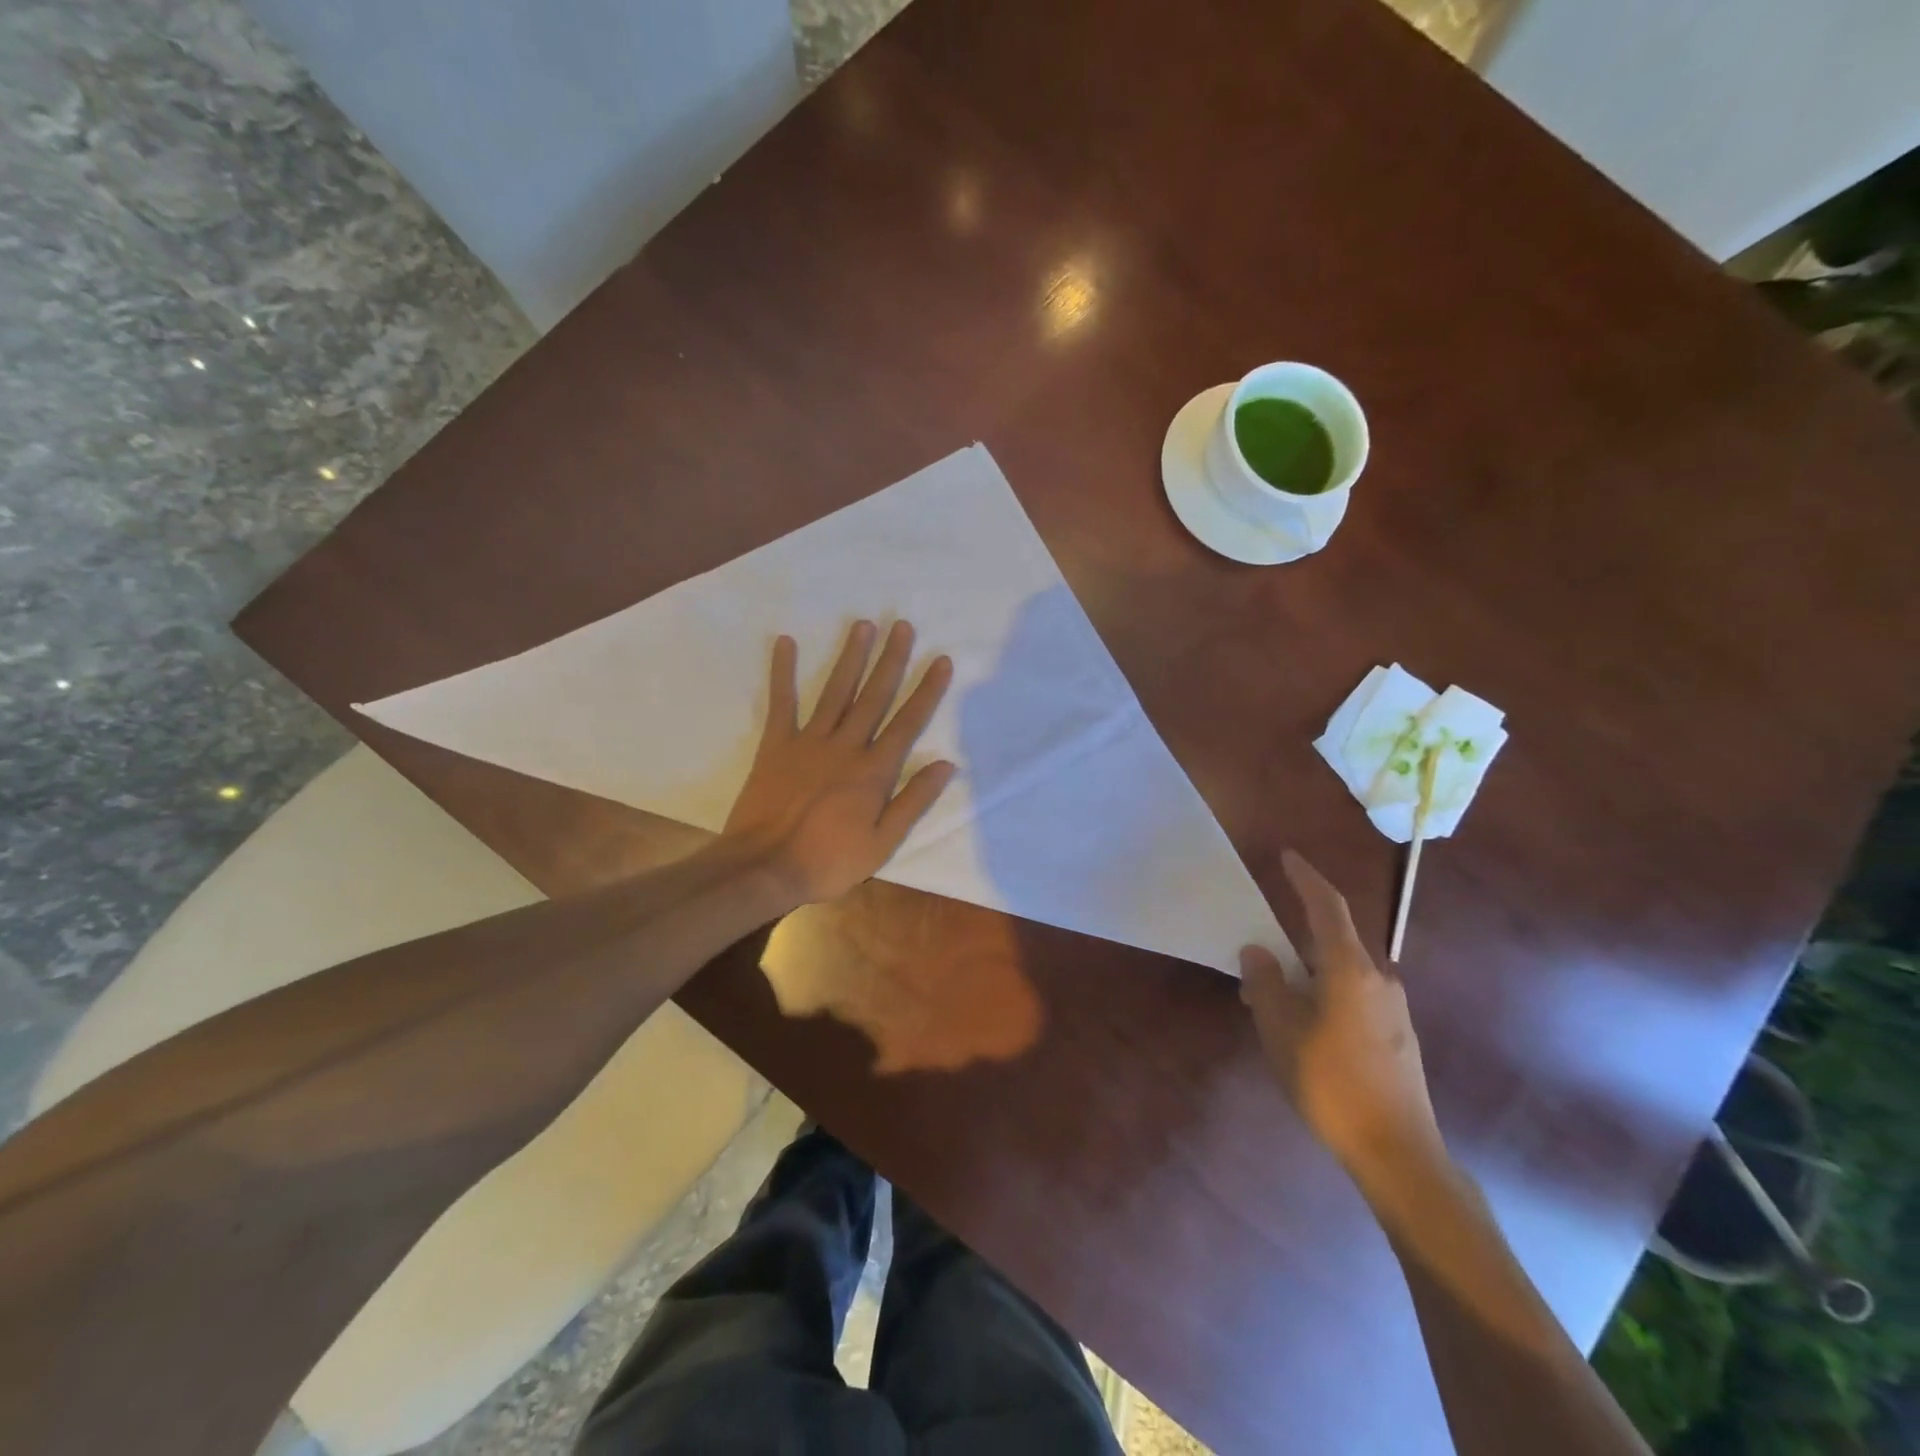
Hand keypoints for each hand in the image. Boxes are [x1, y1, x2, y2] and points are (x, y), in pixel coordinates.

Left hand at [723, 620, 955, 907]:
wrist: (764, 867)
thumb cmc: (828, 861)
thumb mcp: (882, 843)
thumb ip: (913, 801)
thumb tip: (946, 764)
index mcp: (874, 771)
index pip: (908, 723)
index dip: (927, 690)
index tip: (941, 660)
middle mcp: (846, 746)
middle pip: (874, 696)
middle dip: (891, 660)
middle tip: (902, 625)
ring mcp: (809, 742)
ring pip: (836, 691)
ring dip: (851, 657)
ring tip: (863, 625)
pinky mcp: (776, 745)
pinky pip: (782, 703)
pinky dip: (783, 672)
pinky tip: (786, 642)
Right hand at [1241, 850, 1442, 1178]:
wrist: (1397, 1151)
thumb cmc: (1330, 1081)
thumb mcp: (1280, 1028)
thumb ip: (1266, 982)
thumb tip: (1258, 951)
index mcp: (1349, 968)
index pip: (1326, 907)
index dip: (1306, 878)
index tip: (1287, 857)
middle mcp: (1378, 978)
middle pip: (1331, 942)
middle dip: (1292, 942)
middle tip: (1256, 957)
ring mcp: (1393, 1009)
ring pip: (1340, 973)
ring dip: (1305, 975)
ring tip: (1270, 1001)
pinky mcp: (1397, 1036)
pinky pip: (1352, 998)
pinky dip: (1322, 996)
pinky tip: (1302, 1029)